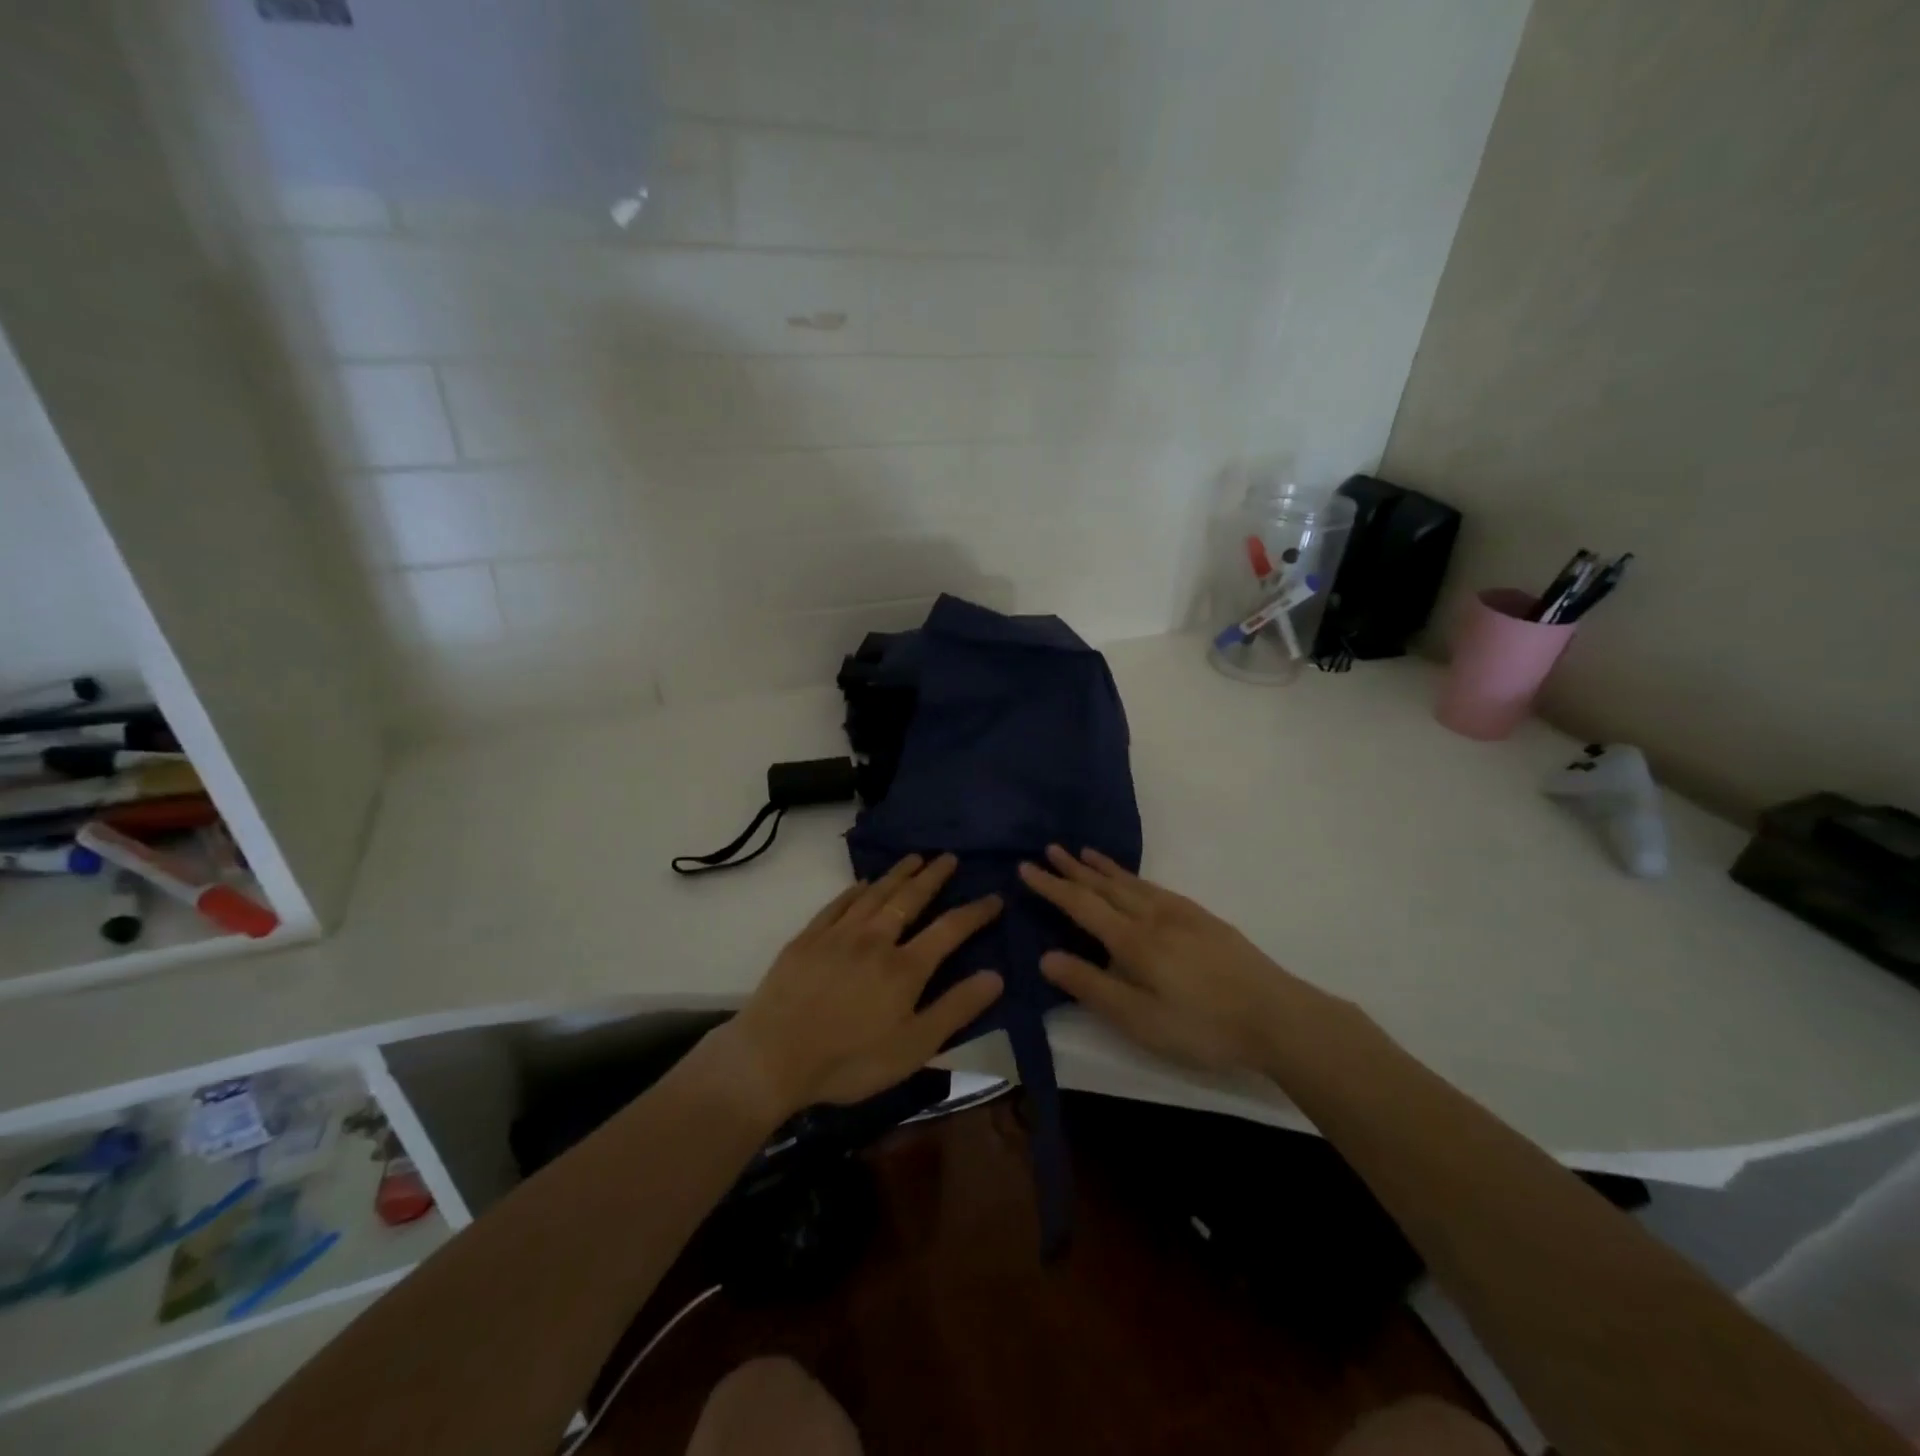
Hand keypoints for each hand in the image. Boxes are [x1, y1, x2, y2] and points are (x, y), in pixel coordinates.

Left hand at [724, 853, 1003, 1117]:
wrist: (773, 1056)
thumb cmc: (850, 1060)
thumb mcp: (914, 1047)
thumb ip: (956, 1009)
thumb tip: (996, 975)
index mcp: (905, 967)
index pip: (950, 928)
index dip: (975, 911)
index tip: (994, 897)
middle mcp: (875, 939)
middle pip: (910, 899)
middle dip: (933, 876)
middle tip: (948, 857)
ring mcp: (838, 935)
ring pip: (875, 893)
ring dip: (898, 874)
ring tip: (915, 858)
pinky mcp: (808, 938)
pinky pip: (838, 904)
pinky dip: (855, 890)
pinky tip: (863, 884)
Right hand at [1019, 845, 1311, 1072]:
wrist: (1277, 1017)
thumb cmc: (1201, 1026)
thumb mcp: (1138, 1019)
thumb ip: (1091, 986)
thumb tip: (1045, 957)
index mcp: (1133, 940)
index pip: (1081, 905)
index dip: (1051, 886)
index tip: (1026, 868)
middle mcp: (1153, 916)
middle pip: (1105, 886)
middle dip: (1073, 869)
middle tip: (1049, 849)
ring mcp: (1182, 914)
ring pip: (1132, 883)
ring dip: (1103, 868)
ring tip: (1084, 853)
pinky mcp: (1204, 919)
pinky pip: (1156, 887)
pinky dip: (1134, 877)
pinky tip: (1136, 882)